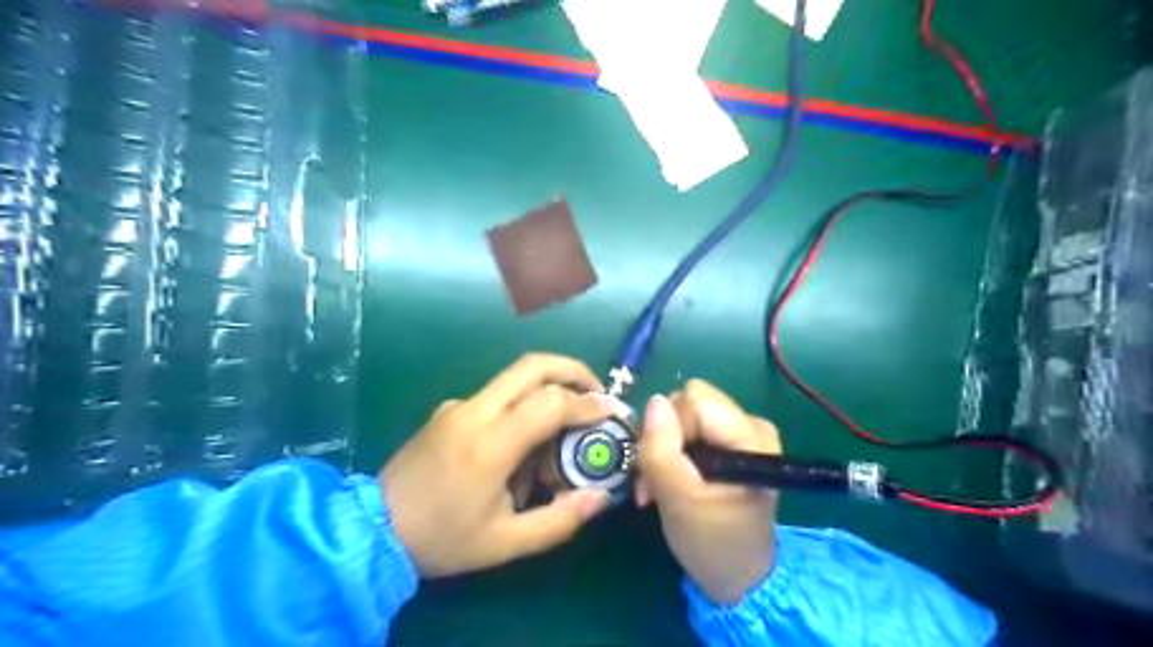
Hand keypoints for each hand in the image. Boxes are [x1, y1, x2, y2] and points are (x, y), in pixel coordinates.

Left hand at [382, 356, 616, 578]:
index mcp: (489, 444)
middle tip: (596, 391)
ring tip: (563, 428)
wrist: (372, 529)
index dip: (587, 403)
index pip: (549, 402)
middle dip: (573, 370)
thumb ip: (559, 520)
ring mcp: (458, 405)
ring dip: (549, 389)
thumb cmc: (442, 539)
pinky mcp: (449, 409)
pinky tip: (522, 446)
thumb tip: (601, 496)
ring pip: (515, 377)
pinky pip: (497, 396)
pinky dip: (523, 406)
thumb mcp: (505, 543)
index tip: (610, 412)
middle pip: (532, 365)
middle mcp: (474, 411)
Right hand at [633, 378, 778, 606]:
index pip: (694, 400)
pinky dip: (673, 454)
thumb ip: (662, 450)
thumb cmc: (712, 543)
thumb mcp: (679, 500)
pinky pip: (690, 430)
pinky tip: (670, 482)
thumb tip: (653, 401)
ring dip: (663, 450)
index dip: (669, 427)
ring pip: (684, 416)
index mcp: (751, 436)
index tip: (659, 468)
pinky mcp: (731, 444)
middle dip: (663, 439)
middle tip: (652, 482)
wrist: (736, 579)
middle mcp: (752, 425)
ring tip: (657, 488)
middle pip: (688, 404)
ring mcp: (742, 433)